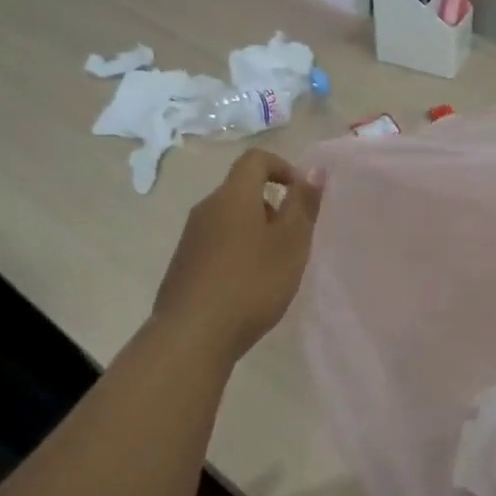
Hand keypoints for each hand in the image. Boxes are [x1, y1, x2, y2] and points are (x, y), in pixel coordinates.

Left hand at [152, 149, 323, 363]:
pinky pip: (217, 244)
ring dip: (255, 233)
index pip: (255, 159)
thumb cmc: (251, 284)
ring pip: (230, 220)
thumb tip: (313, 169)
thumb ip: (303, 204)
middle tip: (293, 242)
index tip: (301, 197)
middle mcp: (206, 209)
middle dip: (273, 208)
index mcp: (232, 196)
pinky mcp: (183, 265)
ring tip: (273, 269)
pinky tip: (247, 288)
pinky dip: (237, 253)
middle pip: (242, 191)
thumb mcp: (290, 243)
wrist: (192, 336)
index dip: (283, 168)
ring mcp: (190, 238)